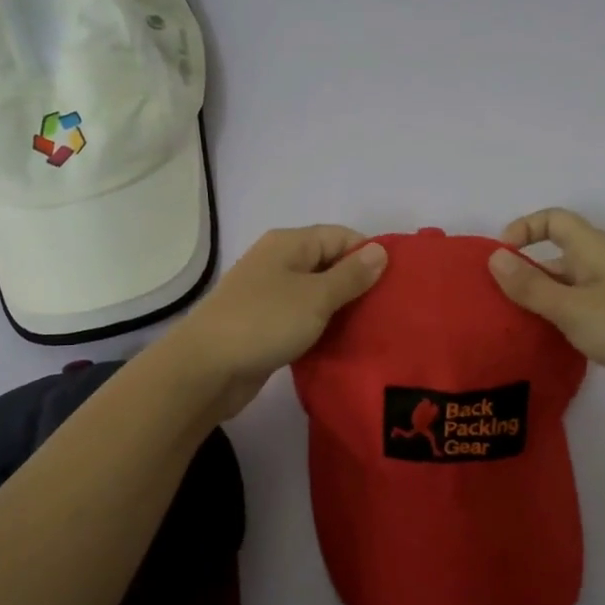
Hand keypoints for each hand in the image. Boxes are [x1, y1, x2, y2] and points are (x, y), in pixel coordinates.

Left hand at [167, 226, 387, 420]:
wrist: (206, 368)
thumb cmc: (265, 322)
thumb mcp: (316, 297)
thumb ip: (351, 275)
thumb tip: (381, 251)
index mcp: (289, 244)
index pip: (341, 236)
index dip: (370, 255)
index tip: (397, 284)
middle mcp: (278, 262)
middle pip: (329, 264)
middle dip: (359, 284)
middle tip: (390, 311)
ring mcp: (269, 294)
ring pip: (316, 294)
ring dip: (341, 310)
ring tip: (374, 329)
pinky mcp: (265, 325)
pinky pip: (302, 318)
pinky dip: (321, 328)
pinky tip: (342, 344)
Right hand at [487, 208, 604, 409]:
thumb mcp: (571, 308)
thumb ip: (530, 286)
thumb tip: (494, 257)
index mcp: (594, 249)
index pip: (554, 219)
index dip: (524, 228)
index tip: (500, 257)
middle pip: (558, 256)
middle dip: (526, 273)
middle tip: (498, 302)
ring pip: (569, 287)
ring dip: (542, 301)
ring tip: (515, 327)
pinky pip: (583, 310)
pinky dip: (562, 320)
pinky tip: (550, 344)